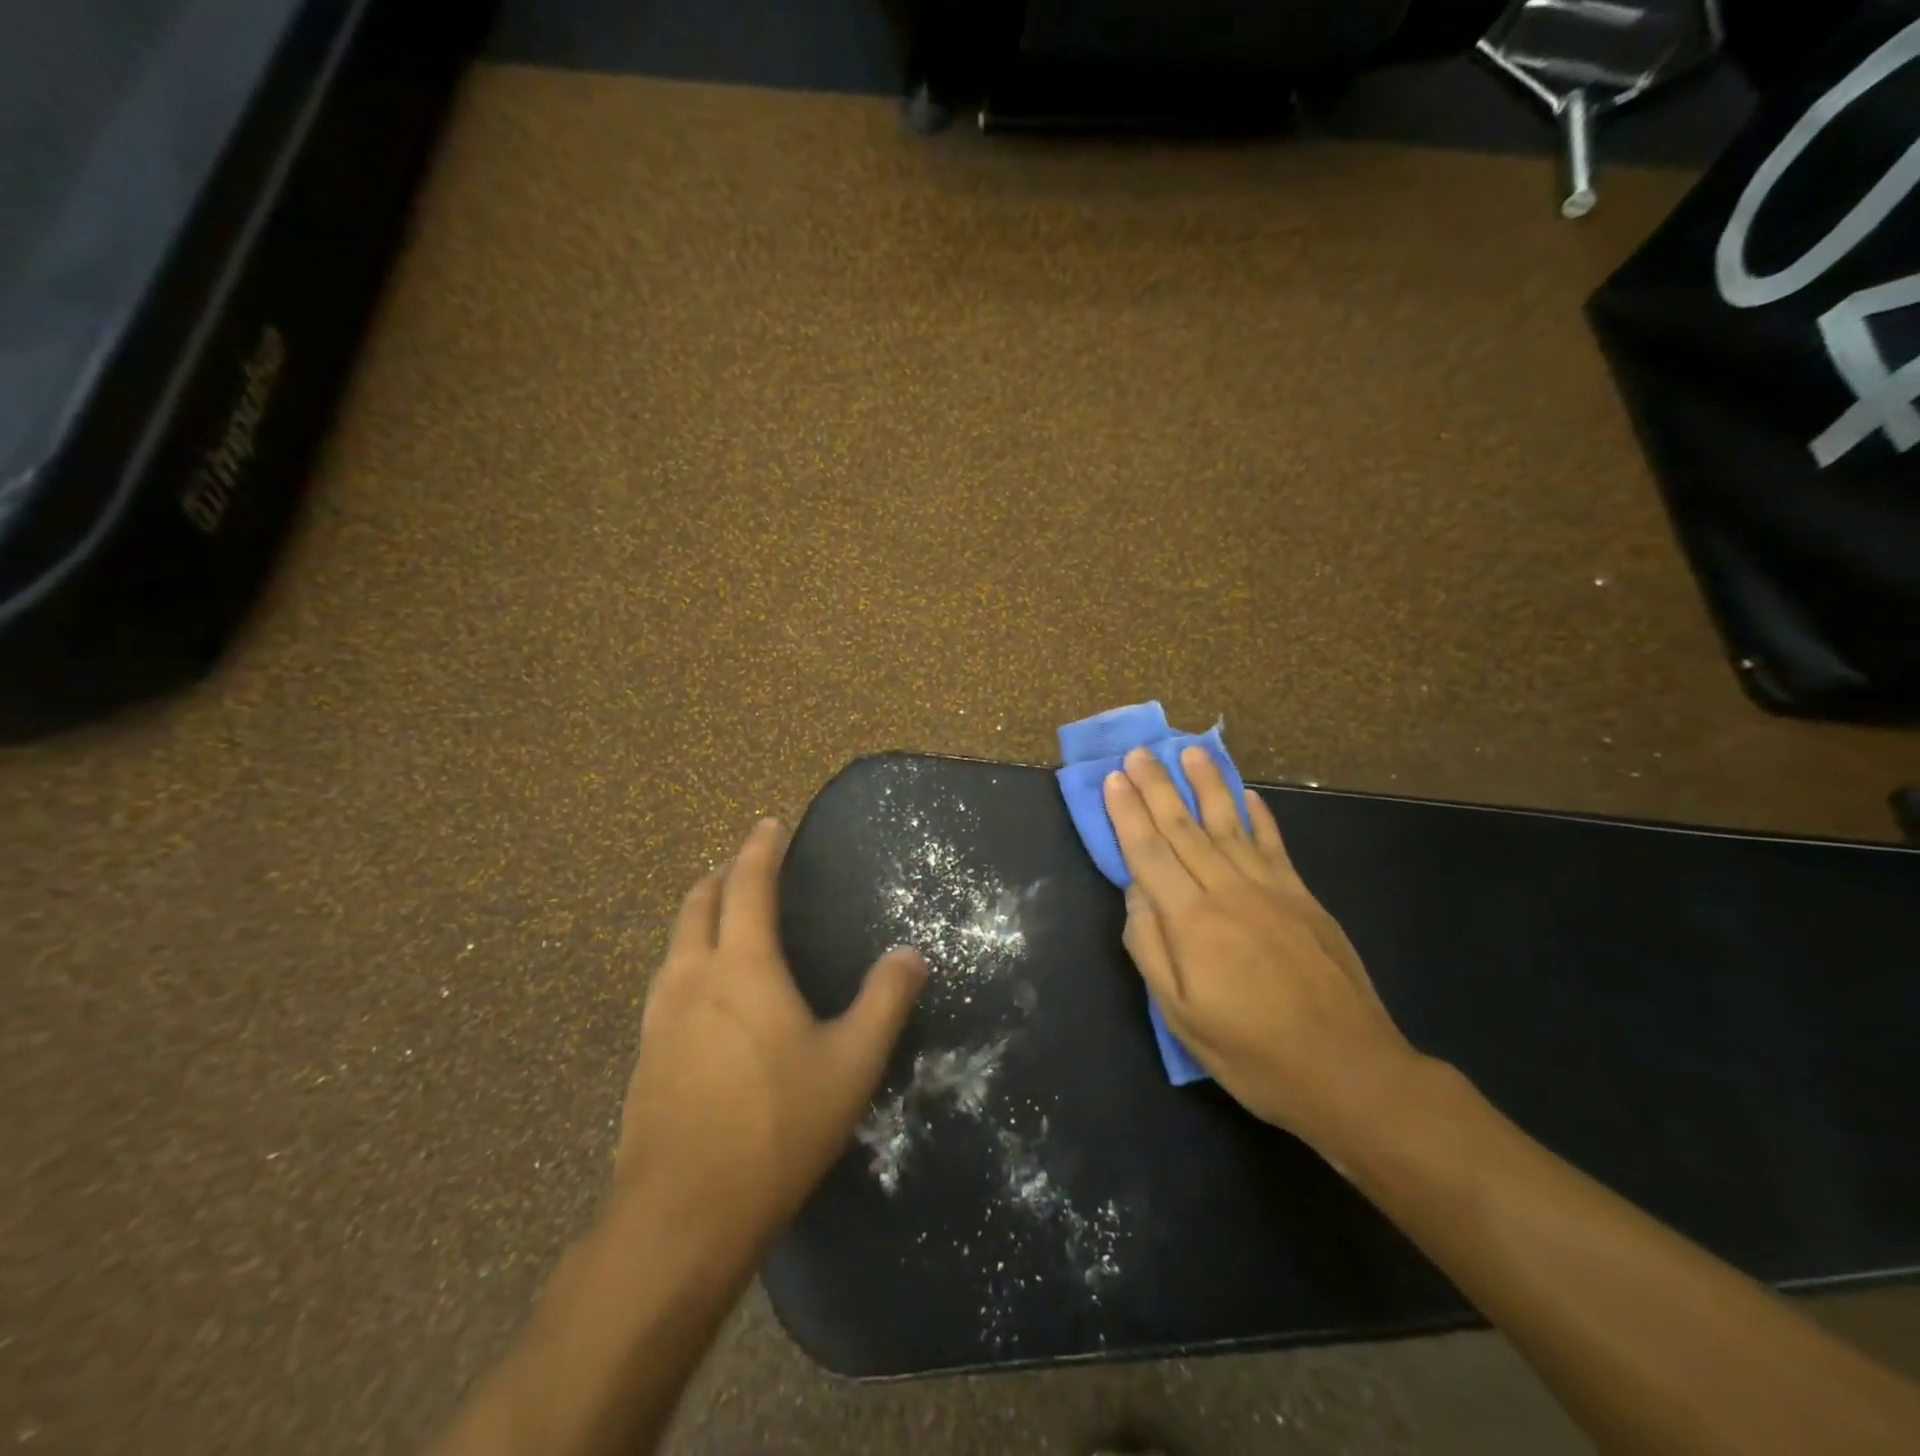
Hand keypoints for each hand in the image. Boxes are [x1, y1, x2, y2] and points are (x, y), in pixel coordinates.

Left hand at [615, 819, 926, 1243]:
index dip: (759, 849)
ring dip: (698, 914)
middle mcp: (693, 977)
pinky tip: (702, 991)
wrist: (682, 1216)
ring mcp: (659, 1017)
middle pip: (698, 903)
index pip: (747, 885)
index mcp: (742, 966)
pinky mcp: (645, 1055)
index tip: (768, 824)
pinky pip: (665, 982)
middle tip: (741, 863)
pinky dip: (686, 958)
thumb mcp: (852, 1063)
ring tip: (720, 914)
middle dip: (720, 874)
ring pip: (674, 942)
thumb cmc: (777, 1127)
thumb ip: (885, 1001)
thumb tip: (910, 954)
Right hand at [1104, 747, 1421, 1156]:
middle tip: (1138, 753)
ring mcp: (1272, 890)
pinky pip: (1274, 844)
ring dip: (1206, 785)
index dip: (1127, 814)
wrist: (1350, 1071)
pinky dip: (1258, 815)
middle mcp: (1229, 891)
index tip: (1113, 779)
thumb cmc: (1253, 1053)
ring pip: (1229, 824)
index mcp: (1193, 922)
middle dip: (1157, 788)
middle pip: (1184, 828)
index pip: (1149, 853)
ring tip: (1190, 752)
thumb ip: (1151, 948)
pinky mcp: (1304, 897)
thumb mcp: (1181, 1016)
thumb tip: (1135, 893)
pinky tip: (1246, 794)